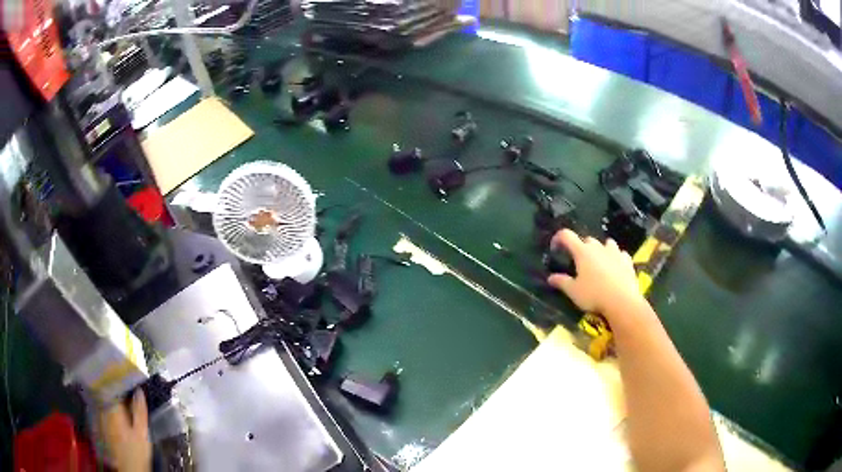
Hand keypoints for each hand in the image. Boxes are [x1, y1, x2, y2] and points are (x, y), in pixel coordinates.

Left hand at [99, 389, 151, 471]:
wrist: (129, 469)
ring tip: (122, 399)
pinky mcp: (101, 426)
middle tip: (127, 389)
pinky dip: (109, 408)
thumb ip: (139, 411)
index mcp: (113, 408)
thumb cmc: (137, 451)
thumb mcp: (142, 432)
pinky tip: (116, 412)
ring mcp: (100, 418)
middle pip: (108, 394)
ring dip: (112, 398)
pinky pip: (103, 410)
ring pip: (105, 402)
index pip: (114, 387)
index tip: (129, 380)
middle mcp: (103, 409)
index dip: (121, 382)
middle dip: (116, 390)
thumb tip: (139, 390)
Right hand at [547, 229, 643, 316]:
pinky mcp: (627, 261)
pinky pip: (621, 254)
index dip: (558, 238)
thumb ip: (562, 282)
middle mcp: (599, 248)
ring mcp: (615, 253)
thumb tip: (550, 278)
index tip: (555, 246)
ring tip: (599, 261)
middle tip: (579, 261)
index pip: (567, 236)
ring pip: (607, 243)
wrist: (622, 301)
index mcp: (582, 252)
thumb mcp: (573, 292)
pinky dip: (616, 258)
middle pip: (588, 240)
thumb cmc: (594, 295)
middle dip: (582, 247)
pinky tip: (616, 266)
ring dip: (601, 249)